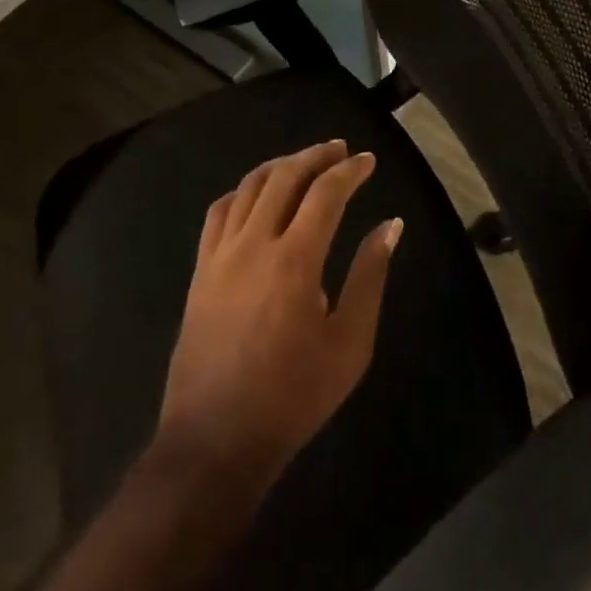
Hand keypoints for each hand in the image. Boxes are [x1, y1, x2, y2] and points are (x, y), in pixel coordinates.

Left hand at [156, 142, 401, 487]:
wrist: (215, 441)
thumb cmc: (293, 397)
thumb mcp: (349, 344)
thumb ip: (370, 276)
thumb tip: (390, 225)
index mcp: (295, 260)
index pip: (326, 193)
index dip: (350, 171)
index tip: (368, 161)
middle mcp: (254, 244)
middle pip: (285, 176)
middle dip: (315, 155)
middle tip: (339, 149)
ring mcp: (220, 254)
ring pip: (249, 186)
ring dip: (280, 165)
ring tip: (304, 162)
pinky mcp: (200, 270)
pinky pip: (218, 212)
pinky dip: (242, 192)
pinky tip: (256, 195)